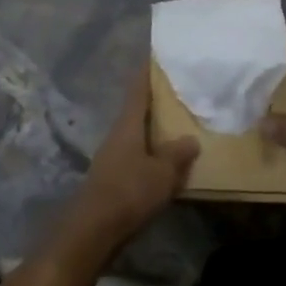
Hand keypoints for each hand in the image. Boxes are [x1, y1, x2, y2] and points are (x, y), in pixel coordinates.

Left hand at [66, 65, 198, 248]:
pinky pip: (135, 155)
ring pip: (136, 134)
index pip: (138, 89)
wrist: (93, 230)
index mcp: (128, 124)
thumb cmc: (129, 192)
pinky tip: (164, 161)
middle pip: (136, 110)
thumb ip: (178, 154)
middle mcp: (117, 134)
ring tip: (177, 126)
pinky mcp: (112, 178)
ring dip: (153, 129)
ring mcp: (112, 156)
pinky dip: (150, 152)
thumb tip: (191, 138)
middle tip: (178, 92)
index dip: (147, 72)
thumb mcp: (162, 172)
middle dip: (155, 101)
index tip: (157, 56)